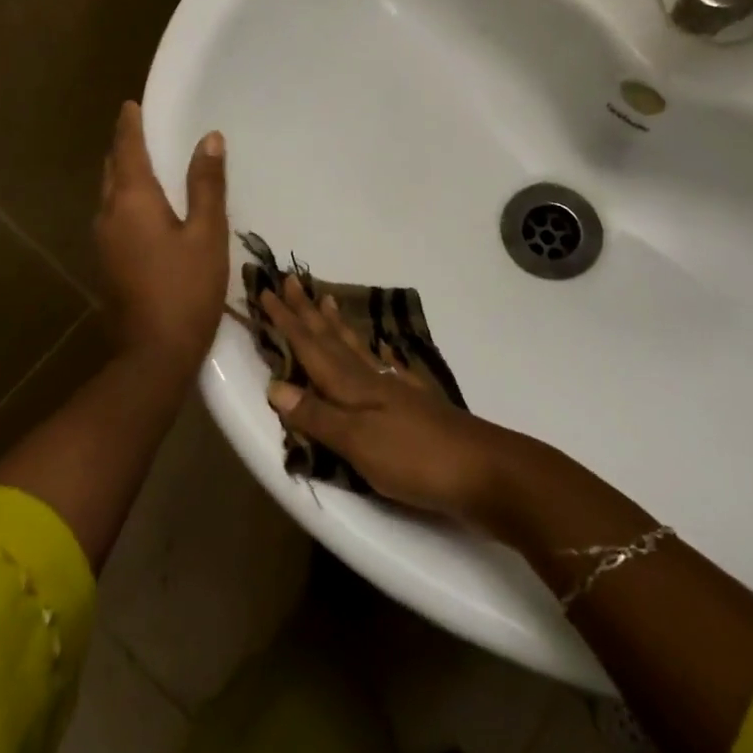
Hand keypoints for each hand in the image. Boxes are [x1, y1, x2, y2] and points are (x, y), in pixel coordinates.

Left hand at [94, 102, 228, 369]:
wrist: (154, 353)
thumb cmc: (186, 288)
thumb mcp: (206, 233)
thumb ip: (206, 185)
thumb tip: (209, 139)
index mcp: (132, 202)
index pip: (127, 151)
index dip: (129, 126)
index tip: (130, 104)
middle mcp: (109, 215)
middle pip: (112, 171)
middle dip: (124, 147)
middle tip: (140, 129)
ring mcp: (104, 242)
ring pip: (110, 195)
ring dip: (124, 174)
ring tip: (145, 162)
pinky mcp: (109, 263)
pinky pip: (114, 216)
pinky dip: (127, 198)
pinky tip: (146, 207)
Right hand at [259, 279, 526, 530]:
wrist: (484, 471)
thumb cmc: (415, 458)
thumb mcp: (359, 442)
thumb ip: (318, 416)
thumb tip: (275, 386)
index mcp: (354, 386)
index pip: (311, 348)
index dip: (288, 322)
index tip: (268, 290)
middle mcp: (372, 380)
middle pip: (333, 340)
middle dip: (307, 313)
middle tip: (291, 281)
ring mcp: (397, 390)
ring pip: (357, 350)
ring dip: (336, 327)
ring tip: (325, 301)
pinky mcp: (416, 405)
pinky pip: (385, 369)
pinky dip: (376, 357)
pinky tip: (380, 352)